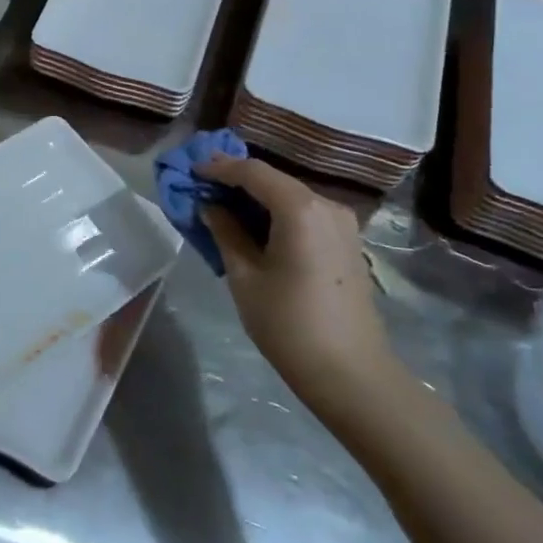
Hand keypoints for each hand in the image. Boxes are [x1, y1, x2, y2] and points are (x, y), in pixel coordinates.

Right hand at [196, 155, 400, 418]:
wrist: (352, 374)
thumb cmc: (289, 324)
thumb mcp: (245, 277)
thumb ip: (225, 232)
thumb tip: (211, 206)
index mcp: (300, 209)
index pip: (253, 172)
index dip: (219, 167)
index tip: (190, 170)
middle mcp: (326, 205)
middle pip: (274, 179)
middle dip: (236, 179)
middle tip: (202, 184)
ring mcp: (342, 223)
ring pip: (290, 195)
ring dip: (256, 196)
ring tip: (221, 203)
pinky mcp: (346, 242)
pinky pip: (304, 213)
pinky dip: (276, 211)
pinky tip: (254, 224)